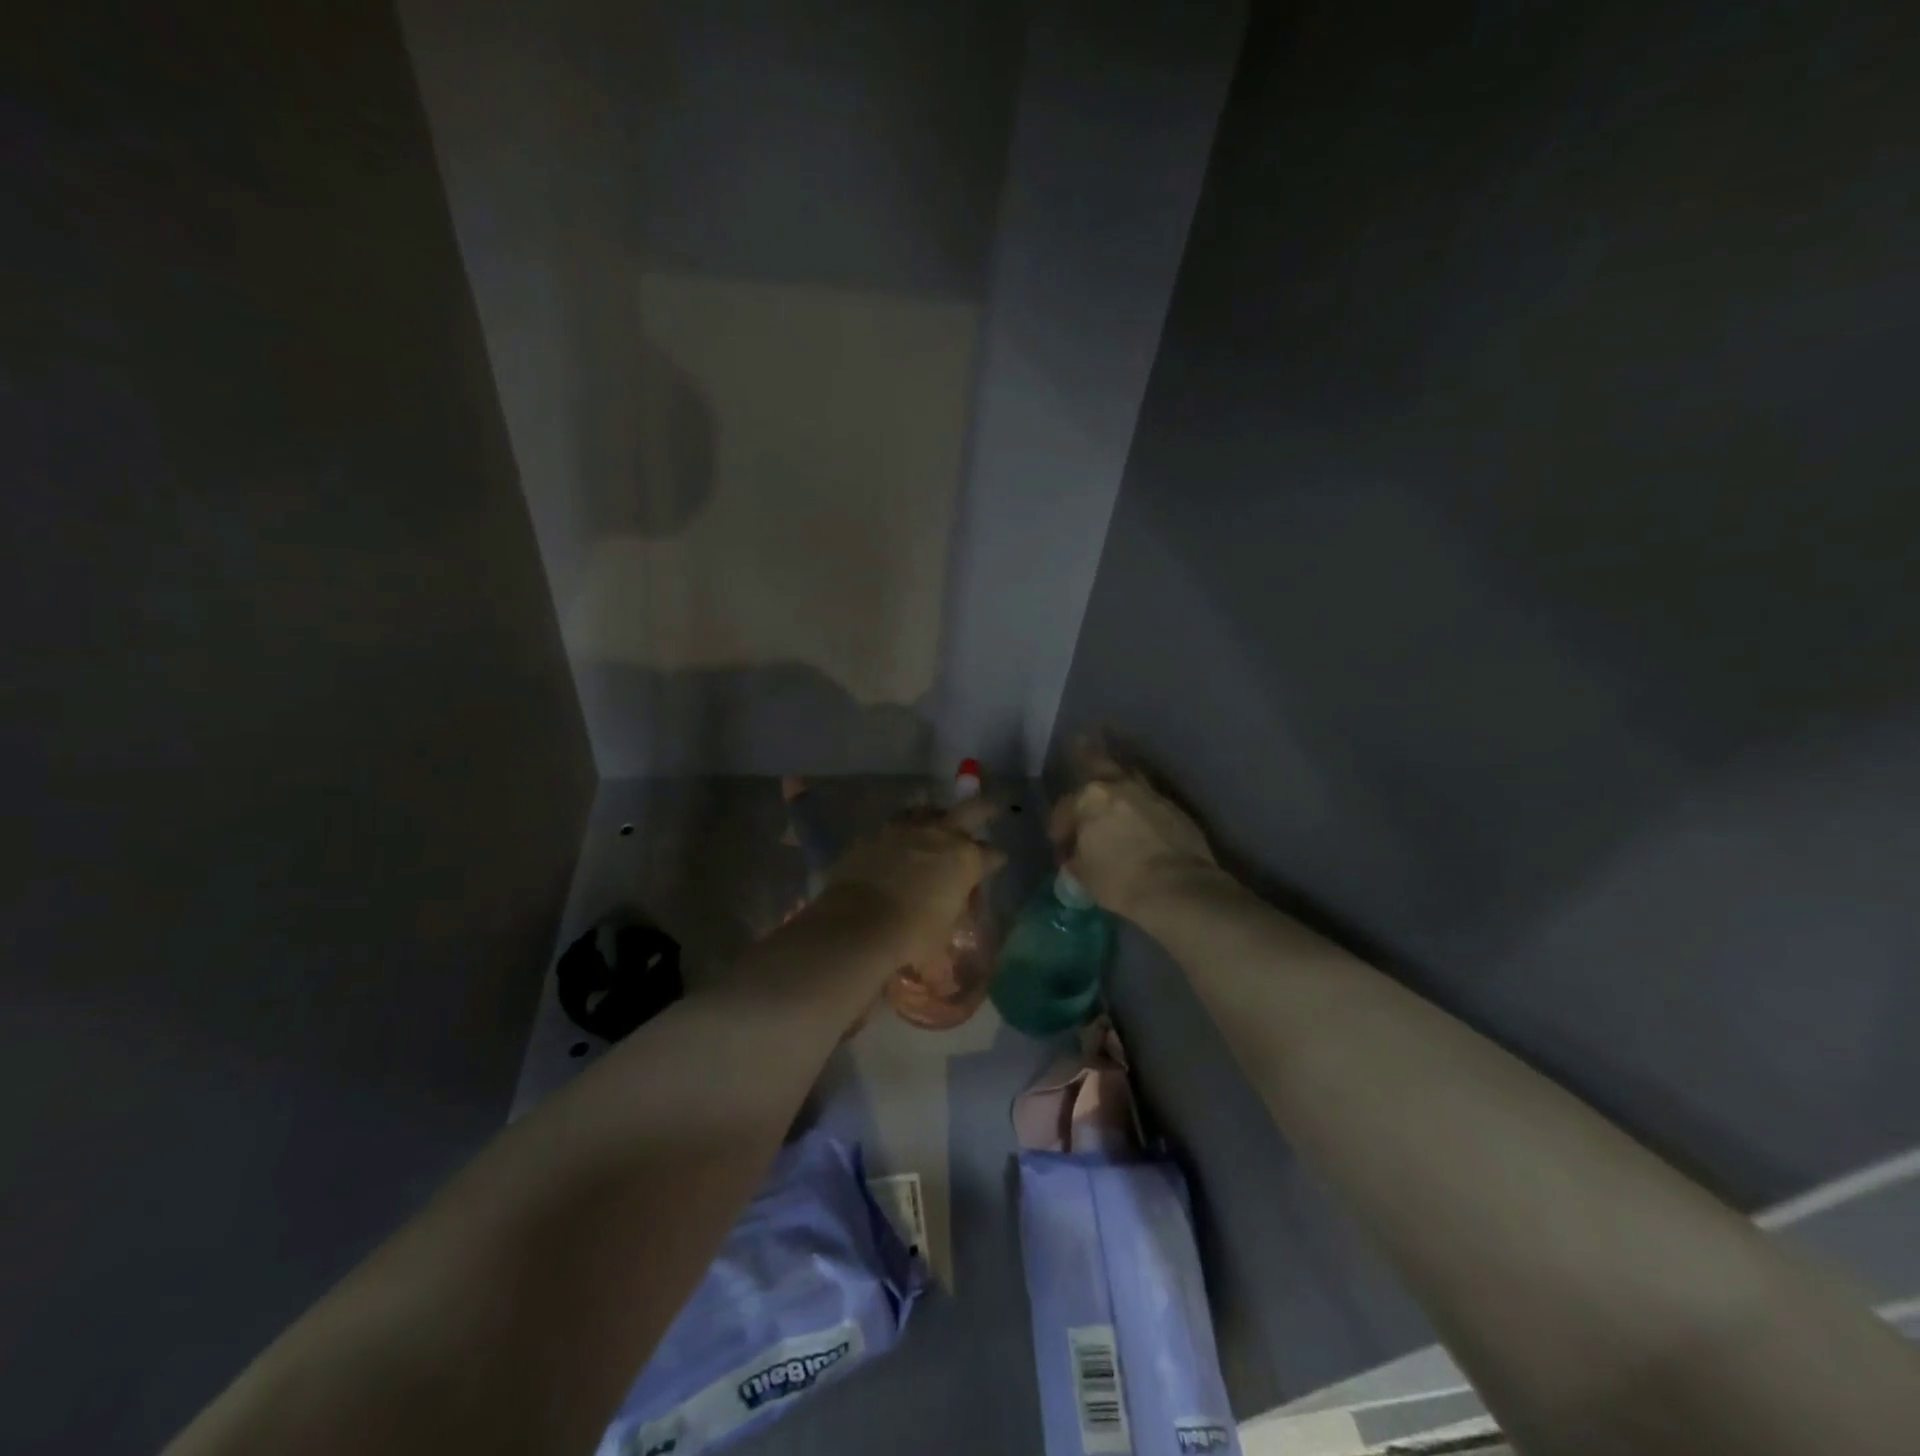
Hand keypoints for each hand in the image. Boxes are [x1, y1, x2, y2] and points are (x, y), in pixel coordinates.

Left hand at [819, 798, 1005, 972]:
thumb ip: (946, 942)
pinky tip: (898, 840)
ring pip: (928, 810)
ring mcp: (905, 830)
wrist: (860, 923)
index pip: (991, 855)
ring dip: (935, 815)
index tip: (997, 862)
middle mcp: (940, 835)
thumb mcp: (939, 942)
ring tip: (936, 820)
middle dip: (984, 811)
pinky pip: (894, 825)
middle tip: (992, 809)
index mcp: (965, 860)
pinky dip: (901, 831)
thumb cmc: (912, 936)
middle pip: (971, 811)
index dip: (995, 860)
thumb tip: (945, 968)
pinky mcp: (875, 834)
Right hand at [1049, 746, 1217, 920]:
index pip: (1065, 808)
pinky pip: (1151, 798)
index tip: (1061, 848)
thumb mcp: (1084, 874)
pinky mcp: (1176, 810)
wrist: (1177, 888)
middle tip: (1081, 737)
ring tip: (1115, 772)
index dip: (1059, 828)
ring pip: (1130, 775)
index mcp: (1090, 799)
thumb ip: (1077, 857)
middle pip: (1099, 762)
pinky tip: (1140, 810)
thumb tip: (1077, 855)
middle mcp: (1121, 787)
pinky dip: (1141, 801)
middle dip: (1087, 751)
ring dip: (1120, 774)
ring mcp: (1151, 795)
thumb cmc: (1120, 880)